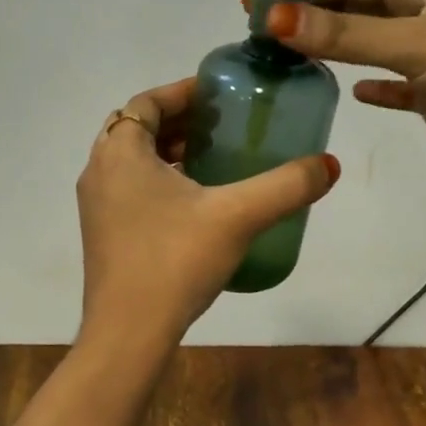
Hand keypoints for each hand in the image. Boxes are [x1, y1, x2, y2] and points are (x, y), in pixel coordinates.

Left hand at [76, 78, 338, 342]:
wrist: (128, 333)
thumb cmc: (175, 261)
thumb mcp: (237, 216)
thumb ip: (285, 186)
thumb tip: (329, 164)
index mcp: (120, 153)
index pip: (146, 102)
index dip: (182, 92)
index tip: (218, 94)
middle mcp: (99, 171)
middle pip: (136, 128)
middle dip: (177, 120)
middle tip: (220, 123)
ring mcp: (96, 206)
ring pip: (131, 161)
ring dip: (167, 151)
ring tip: (213, 157)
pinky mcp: (102, 234)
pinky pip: (129, 189)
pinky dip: (157, 180)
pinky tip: (195, 203)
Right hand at [239, 0, 425, 192]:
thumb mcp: (416, 43)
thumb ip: (344, 35)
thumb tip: (273, 18)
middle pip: (356, 8)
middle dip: (309, 15)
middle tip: (255, 26)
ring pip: (369, 46)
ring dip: (331, 49)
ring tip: (281, 55)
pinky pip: (394, 84)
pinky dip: (372, 86)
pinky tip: (347, 91)